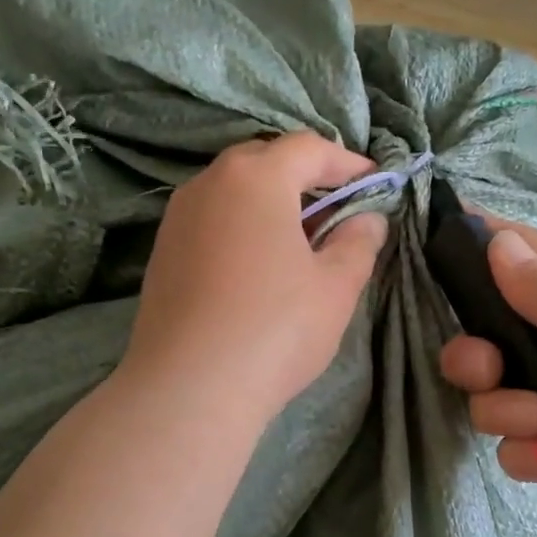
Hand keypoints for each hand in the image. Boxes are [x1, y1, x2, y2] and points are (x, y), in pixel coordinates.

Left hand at [121, 132, 388, 420]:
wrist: (188, 388)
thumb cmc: (275, 328)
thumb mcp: (335, 286)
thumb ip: (358, 243)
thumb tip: (367, 220)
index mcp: (256, 177)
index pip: (308, 148)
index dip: (347, 162)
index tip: (374, 184)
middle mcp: (209, 183)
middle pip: (265, 161)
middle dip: (305, 178)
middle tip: (336, 210)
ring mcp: (178, 218)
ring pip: (233, 192)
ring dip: (270, 203)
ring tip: (299, 241)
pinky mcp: (162, 252)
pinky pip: (211, 221)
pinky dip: (241, 227)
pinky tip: (257, 267)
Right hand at [438, 220, 536, 536]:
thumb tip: (497, 241)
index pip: (524, 255)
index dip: (482, 245)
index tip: (435, 243)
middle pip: (491, 338)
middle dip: (476, 356)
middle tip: (488, 369)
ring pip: (496, 397)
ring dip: (506, 411)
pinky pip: (519, 446)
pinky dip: (532, 453)